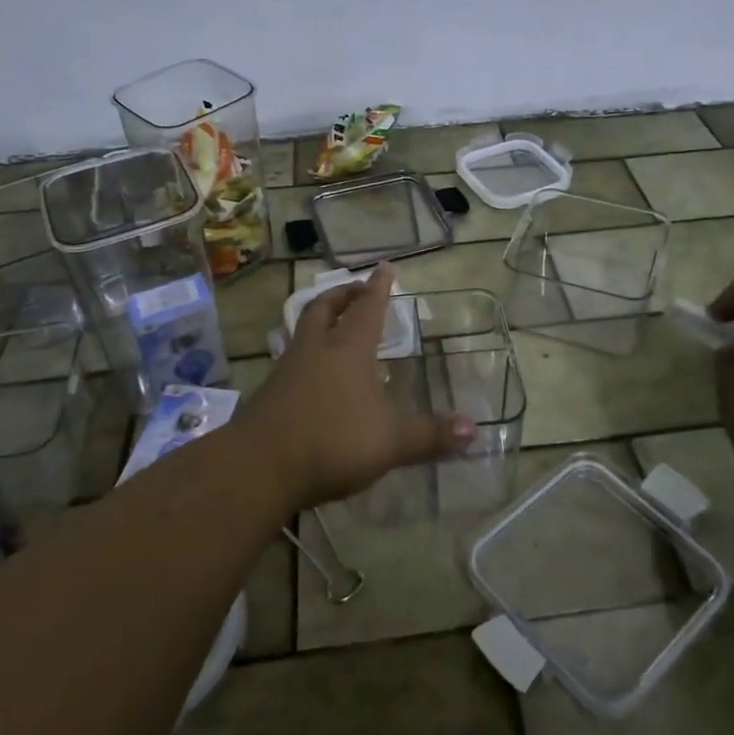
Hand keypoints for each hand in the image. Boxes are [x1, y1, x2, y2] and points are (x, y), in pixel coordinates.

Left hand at [243, 263, 475, 508]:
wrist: (259, 467)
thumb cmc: (332, 441)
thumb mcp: (390, 442)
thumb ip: (430, 435)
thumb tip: (474, 429)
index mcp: (348, 350)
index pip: (367, 308)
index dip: (378, 287)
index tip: (385, 267)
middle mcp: (316, 350)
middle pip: (325, 308)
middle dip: (342, 294)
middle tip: (356, 290)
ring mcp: (287, 370)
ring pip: (303, 331)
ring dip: (320, 321)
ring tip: (335, 327)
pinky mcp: (268, 395)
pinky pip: (291, 360)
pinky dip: (307, 355)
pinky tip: (315, 376)